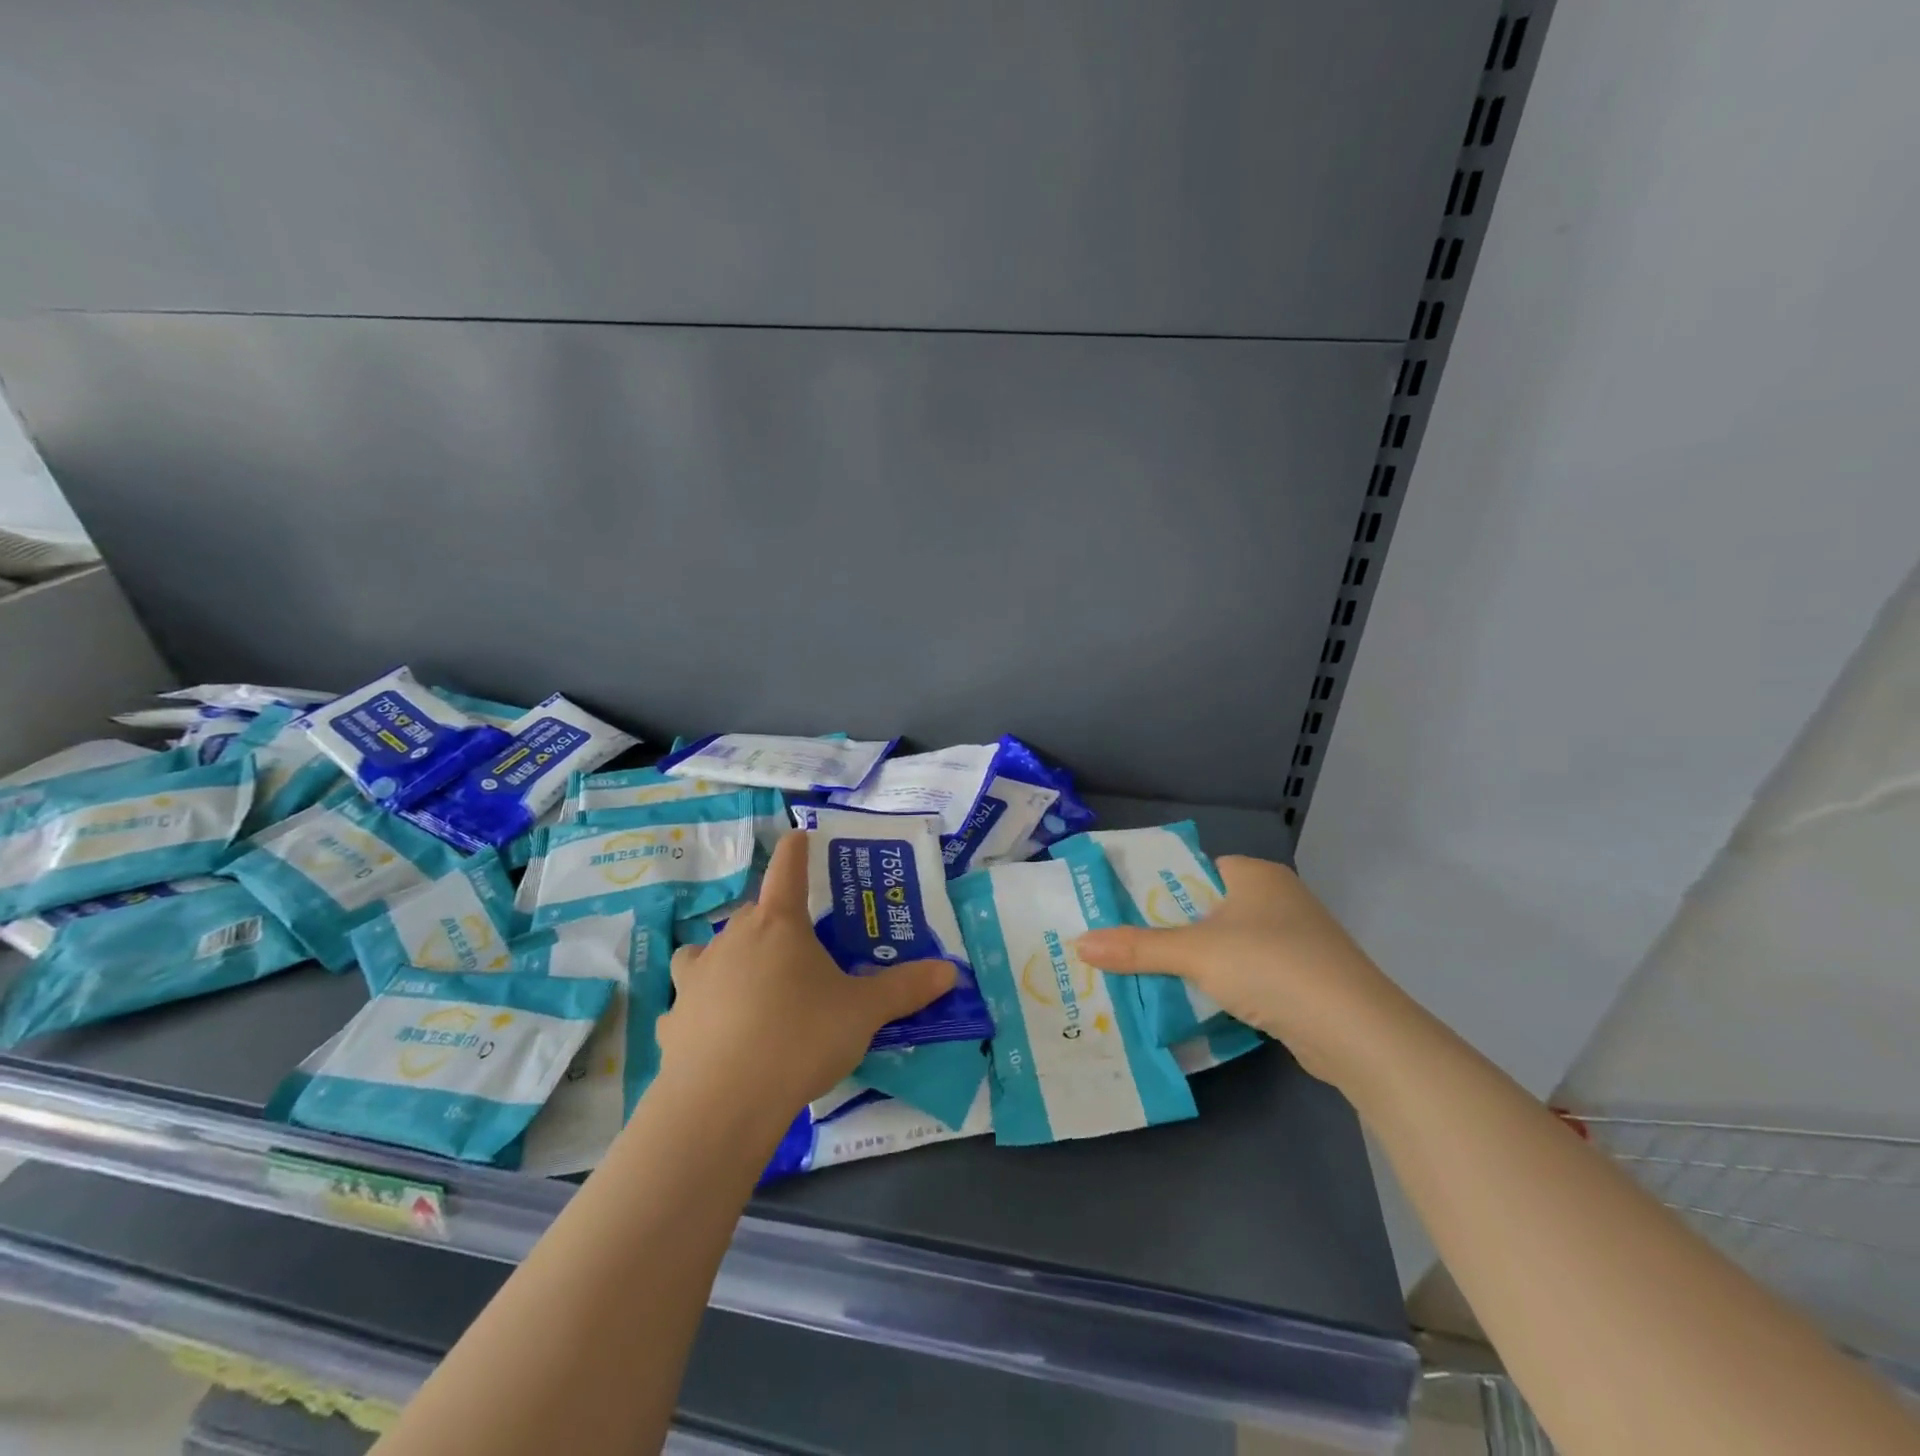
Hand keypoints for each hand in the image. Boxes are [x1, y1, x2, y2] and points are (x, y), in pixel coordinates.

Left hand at [655, 831, 957, 1115]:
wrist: (722, 1103)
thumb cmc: (799, 1038)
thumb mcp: (863, 1013)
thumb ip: (905, 989)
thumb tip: (950, 971)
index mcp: (779, 925)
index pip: (787, 869)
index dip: (796, 850)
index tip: (799, 835)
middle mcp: (732, 939)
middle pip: (752, 914)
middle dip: (773, 920)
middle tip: (797, 945)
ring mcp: (696, 979)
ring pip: (708, 951)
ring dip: (728, 957)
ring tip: (748, 982)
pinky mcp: (673, 1020)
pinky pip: (690, 1002)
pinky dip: (704, 1008)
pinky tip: (716, 1033)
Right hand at [1075, 856, 1404, 1085]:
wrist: (1356, 1032)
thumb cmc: (1272, 967)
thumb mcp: (1196, 953)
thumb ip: (1137, 948)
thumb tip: (1079, 944)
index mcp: (1254, 875)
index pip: (1193, 870)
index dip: (1156, 889)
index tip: (1118, 911)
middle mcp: (1276, 900)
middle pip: (1205, 910)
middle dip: (1167, 932)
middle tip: (1121, 948)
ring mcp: (1294, 941)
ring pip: (1226, 946)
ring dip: (1192, 965)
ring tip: (1143, 978)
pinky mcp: (1302, 981)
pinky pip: (1246, 975)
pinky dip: (1220, 987)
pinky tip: (1190, 1004)